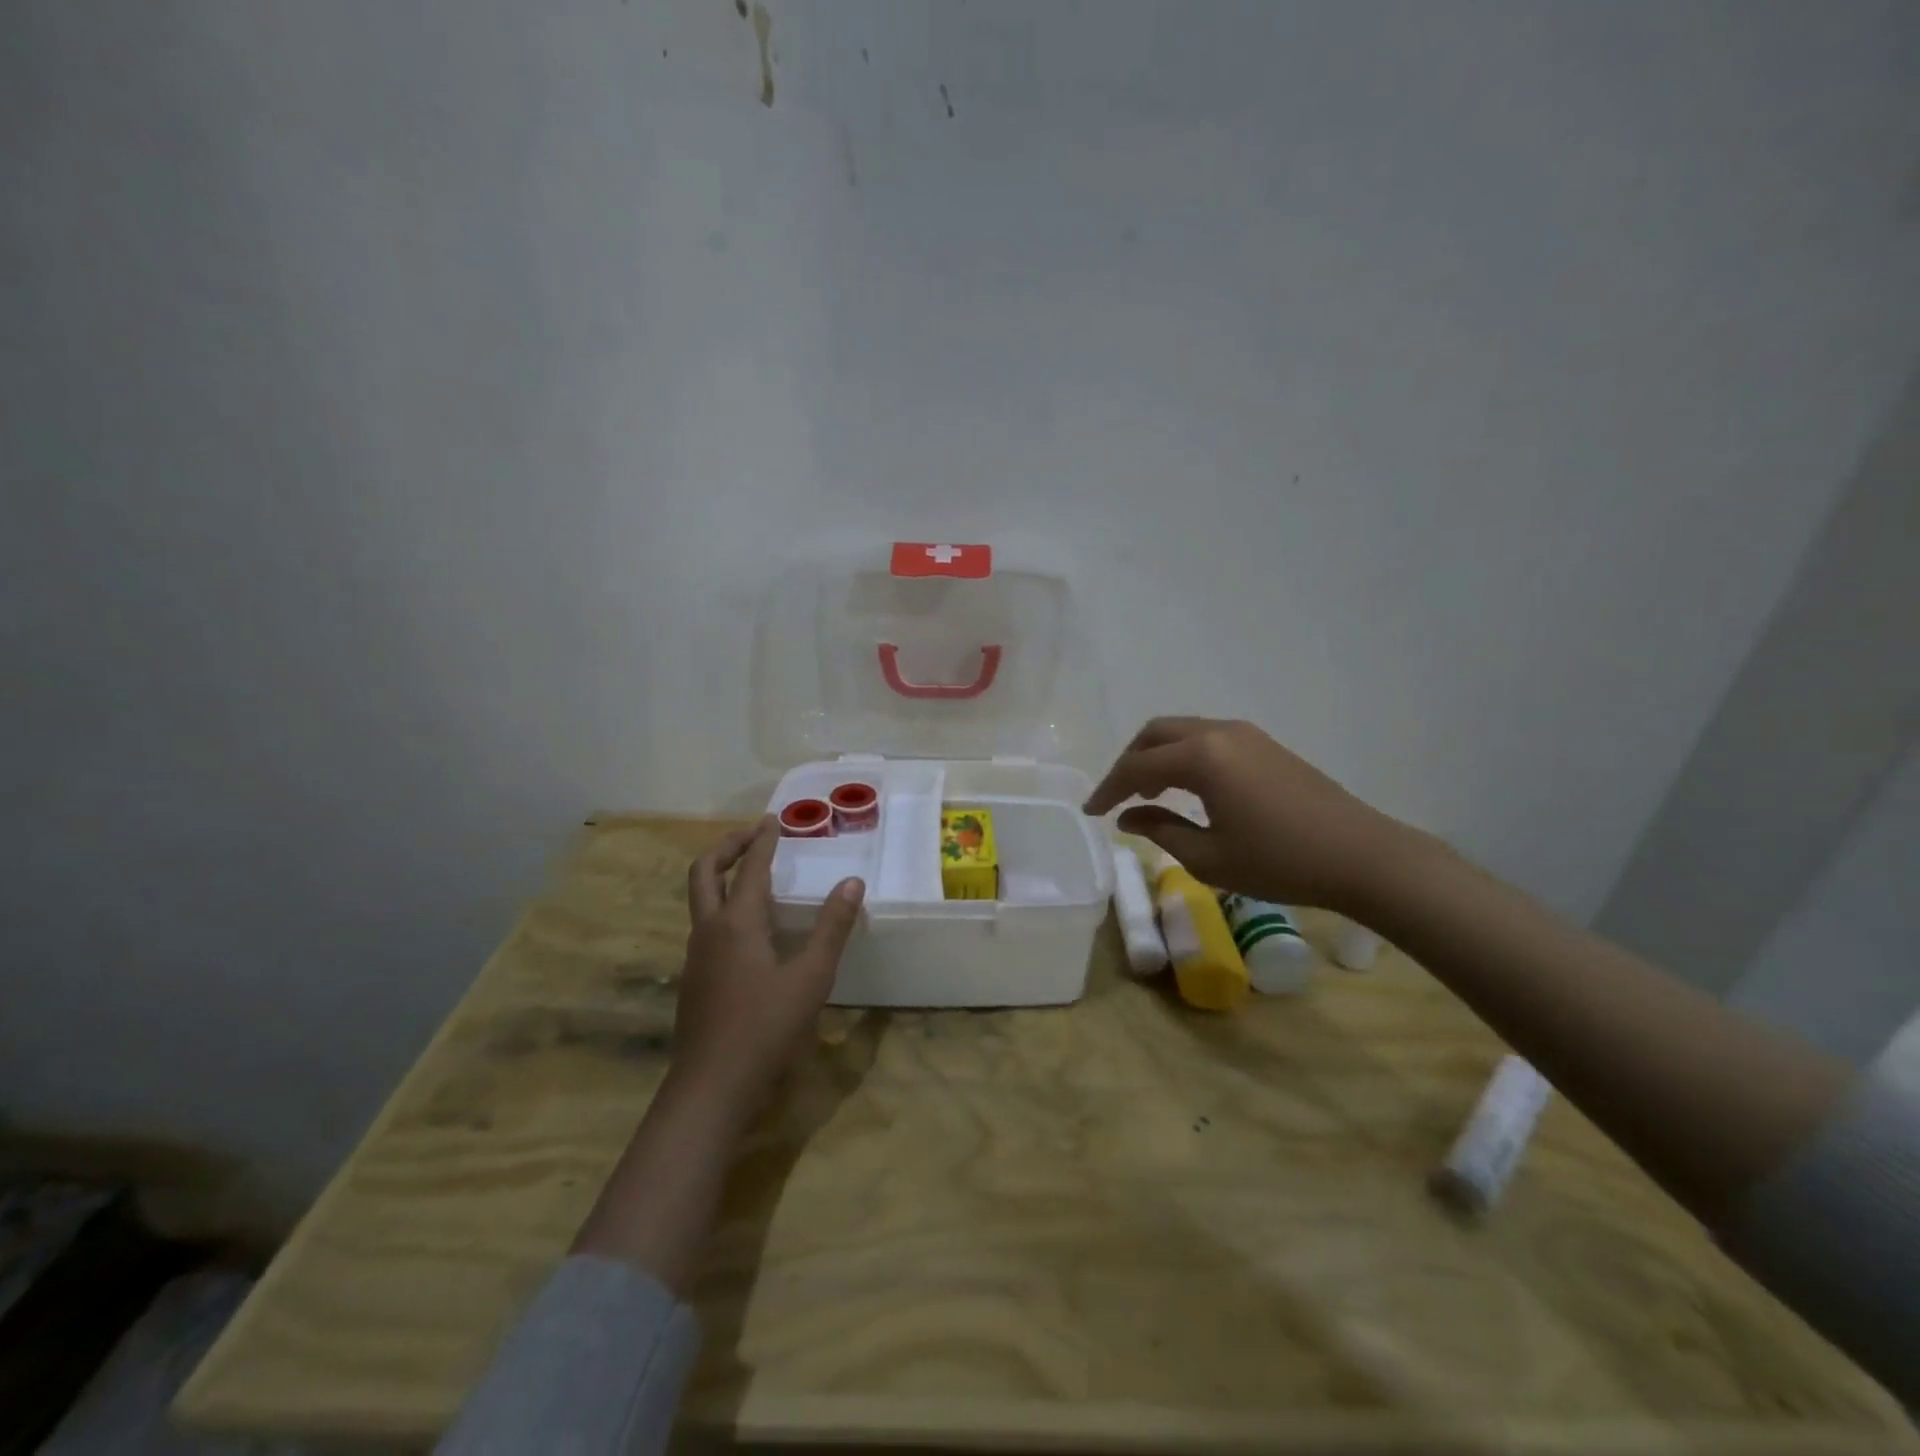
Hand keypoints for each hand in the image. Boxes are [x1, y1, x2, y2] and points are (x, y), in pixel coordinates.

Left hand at [677, 817, 864, 1108]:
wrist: (711, 1086)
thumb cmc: (765, 1027)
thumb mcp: (811, 976)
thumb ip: (832, 927)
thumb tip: (852, 882)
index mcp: (737, 923)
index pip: (751, 868)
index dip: (763, 841)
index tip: (774, 820)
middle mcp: (709, 930)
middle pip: (704, 872)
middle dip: (726, 847)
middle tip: (752, 834)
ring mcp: (696, 956)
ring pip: (700, 900)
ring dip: (721, 875)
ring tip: (751, 873)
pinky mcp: (695, 979)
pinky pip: (705, 925)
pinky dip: (722, 905)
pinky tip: (748, 928)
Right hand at [1084, 717, 1407, 911]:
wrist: (1361, 856)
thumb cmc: (1279, 862)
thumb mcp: (1209, 856)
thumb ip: (1161, 830)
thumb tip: (1129, 817)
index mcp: (1201, 757)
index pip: (1137, 766)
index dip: (1109, 788)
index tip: (1091, 812)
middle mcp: (1219, 732)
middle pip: (1156, 734)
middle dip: (1129, 762)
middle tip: (1118, 797)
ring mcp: (1247, 735)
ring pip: (1183, 732)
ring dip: (1157, 757)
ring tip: (1149, 794)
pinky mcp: (1266, 745)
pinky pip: (1209, 739)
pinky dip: (1185, 757)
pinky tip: (1188, 788)